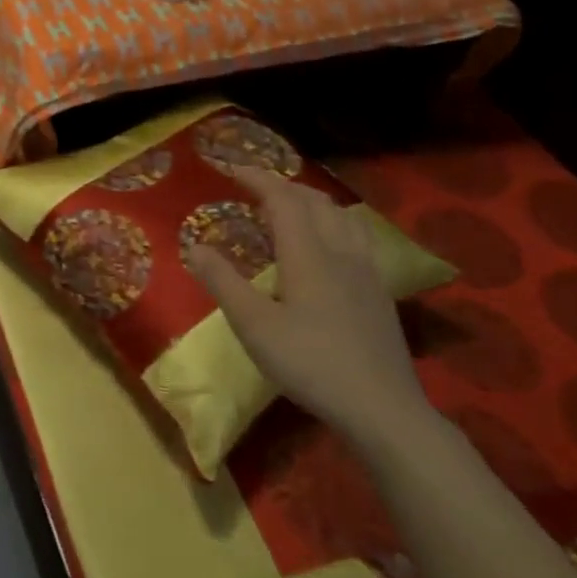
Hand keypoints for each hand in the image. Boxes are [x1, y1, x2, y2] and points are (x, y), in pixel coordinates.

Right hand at [187, 166, 432, 447]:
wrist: (381, 409)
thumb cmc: (310, 364)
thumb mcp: (254, 326)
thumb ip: (223, 282)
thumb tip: (195, 245)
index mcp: (309, 254)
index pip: (283, 199)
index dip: (256, 178)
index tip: (229, 168)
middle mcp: (341, 251)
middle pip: (315, 200)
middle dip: (282, 185)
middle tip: (252, 188)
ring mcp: (367, 271)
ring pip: (342, 215)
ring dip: (311, 200)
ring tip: (288, 207)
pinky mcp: (379, 291)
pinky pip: (357, 235)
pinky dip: (333, 221)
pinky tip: (328, 243)